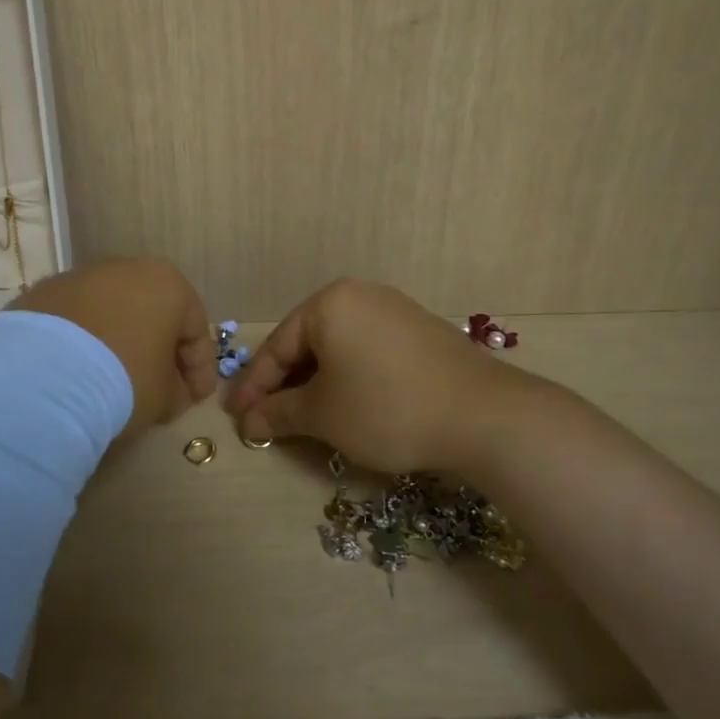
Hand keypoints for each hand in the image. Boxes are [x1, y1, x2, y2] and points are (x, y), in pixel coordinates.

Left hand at [11, 257, 215, 434]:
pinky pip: (74, 322)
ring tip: (113, 381)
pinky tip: (78, 373)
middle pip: (152, 314)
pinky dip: (82, 344)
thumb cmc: (124, 379)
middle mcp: (126, 269)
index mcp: (168, 284)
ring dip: (118, 343)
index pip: (196, 330)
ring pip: (111, 313)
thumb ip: (177, 390)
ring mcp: (79, 277)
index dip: (200, 369)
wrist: (42, 376)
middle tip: (160, 388)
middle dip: (159, 351)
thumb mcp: (165, 397)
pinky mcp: (41, 294)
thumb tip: (173, 390)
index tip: (196, 399)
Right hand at [224, 279, 529, 474]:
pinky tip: (348, 407)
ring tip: (304, 419)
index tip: (236, 418)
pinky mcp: (422, 333)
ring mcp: (396, 312)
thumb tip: (249, 422)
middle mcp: (362, 296)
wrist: (483, 416)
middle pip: (308, 344)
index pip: (278, 346)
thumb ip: (278, 413)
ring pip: (339, 349)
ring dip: (317, 385)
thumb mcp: (323, 414)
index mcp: (330, 303)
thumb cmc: (386, 407)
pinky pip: (368, 353)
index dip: (254, 387)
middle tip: (266, 420)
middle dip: (285, 385)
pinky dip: (349, 379)